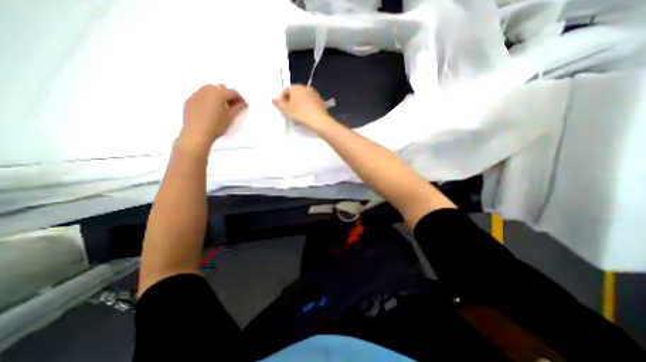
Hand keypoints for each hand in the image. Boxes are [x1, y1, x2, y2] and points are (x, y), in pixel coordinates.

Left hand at [176, 85, 246, 157]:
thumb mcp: (229, 118)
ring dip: (217, 95)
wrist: (196, 134)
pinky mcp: (190, 100)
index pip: (232, 92)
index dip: (239, 98)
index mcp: (219, 94)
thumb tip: (242, 103)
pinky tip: (210, 110)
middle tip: (231, 106)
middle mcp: (207, 91)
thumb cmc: (216, 126)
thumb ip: (237, 108)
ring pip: (209, 89)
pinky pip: (200, 95)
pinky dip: (207, 99)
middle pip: (220, 88)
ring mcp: (196, 94)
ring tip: (220, 107)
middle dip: (227, 95)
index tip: (242, 105)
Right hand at [271, 85, 334, 132]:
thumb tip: (274, 99)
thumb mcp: (286, 110)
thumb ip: (279, 104)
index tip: (281, 107)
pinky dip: (307, 106)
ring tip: (297, 113)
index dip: (282, 99)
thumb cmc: (300, 114)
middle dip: (291, 100)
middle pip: (295, 93)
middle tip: (289, 111)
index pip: (286, 90)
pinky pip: (310, 102)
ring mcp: (314, 93)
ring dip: (299, 103)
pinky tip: (306, 114)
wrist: (319, 120)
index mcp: (296, 87)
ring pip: (303, 97)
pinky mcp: (320, 100)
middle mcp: (305, 87)